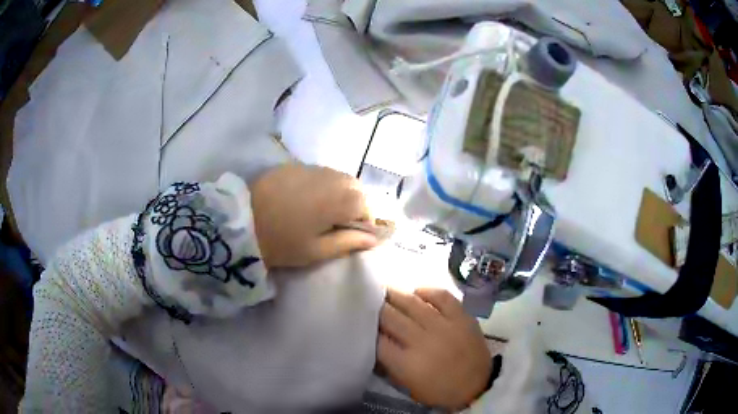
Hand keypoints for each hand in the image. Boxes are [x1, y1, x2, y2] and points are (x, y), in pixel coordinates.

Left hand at [251, 163, 378, 267]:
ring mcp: (311, 168)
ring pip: (339, 177)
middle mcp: (330, 178)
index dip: (366, 220)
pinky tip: (308, 198)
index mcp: (338, 201)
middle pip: (356, 187)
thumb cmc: (281, 243)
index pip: (367, 205)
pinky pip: (320, 172)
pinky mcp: (294, 165)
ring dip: (341, 192)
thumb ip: (348, 242)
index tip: (355, 233)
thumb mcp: (316, 250)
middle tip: (341, 222)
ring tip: (325, 210)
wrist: (240, 222)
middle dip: (356, 203)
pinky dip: (323, 184)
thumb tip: (374, 239)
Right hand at [377, 288, 491, 409]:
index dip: (367, 329)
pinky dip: (428, 291)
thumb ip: (388, 365)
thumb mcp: (407, 385)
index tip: (361, 322)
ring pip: (412, 304)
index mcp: (406, 363)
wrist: (477, 386)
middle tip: (368, 300)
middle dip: (376, 308)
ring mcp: (443, 326)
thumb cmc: (438, 390)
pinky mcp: (461, 317)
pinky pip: (442, 297)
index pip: (377, 340)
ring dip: (395, 295)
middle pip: (390, 318)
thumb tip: (373, 343)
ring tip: (385, 289)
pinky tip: (417, 292)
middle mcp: (422, 341)